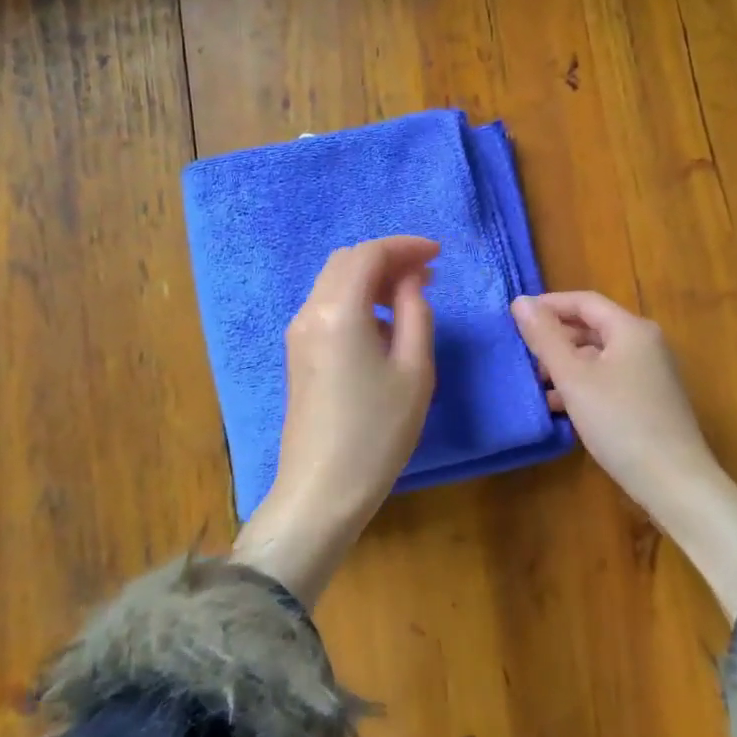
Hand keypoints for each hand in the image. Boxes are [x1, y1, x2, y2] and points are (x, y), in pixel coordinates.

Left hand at [232, 236, 438, 604]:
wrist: (322, 490)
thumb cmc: (377, 432)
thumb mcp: (414, 370)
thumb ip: (416, 313)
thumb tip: (411, 280)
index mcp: (338, 310)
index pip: (369, 254)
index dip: (405, 246)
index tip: (439, 254)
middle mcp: (310, 312)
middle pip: (347, 262)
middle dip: (388, 259)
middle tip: (428, 274)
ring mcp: (298, 333)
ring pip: (334, 283)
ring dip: (372, 279)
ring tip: (412, 296)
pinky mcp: (298, 354)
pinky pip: (328, 307)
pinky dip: (357, 300)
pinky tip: (383, 324)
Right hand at [512, 291, 736, 618]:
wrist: (674, 482)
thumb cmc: (620, 422)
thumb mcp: (574, 378)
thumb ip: (545, 338)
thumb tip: (521, 301)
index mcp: (631, 329)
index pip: (584, 302)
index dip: (548, 305)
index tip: (515, 317)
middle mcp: (646, 344)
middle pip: (593, 328)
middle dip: (556, 338)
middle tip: (522, 353)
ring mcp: (651, 374)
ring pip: (599, 356)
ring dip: (566, 365)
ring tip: (535, 383)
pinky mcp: (650, 401)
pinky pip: (609, 379)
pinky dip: (583, 385)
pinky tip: (560, 406)